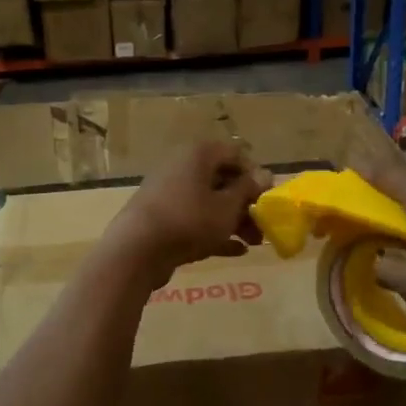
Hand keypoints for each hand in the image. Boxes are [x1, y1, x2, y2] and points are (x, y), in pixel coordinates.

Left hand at [105, 141, 271, 282]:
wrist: (137, 251)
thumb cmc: (189, 220)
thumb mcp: (227, 206)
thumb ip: (247, 190)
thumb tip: (265, 175)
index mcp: (198, 155)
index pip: (234, 153)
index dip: (254, 173)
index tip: (268, 197)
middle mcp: (181, 168)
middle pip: (221, 180)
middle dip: (246, 203)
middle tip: (264, 225)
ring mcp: (169, 194)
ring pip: (209, 203)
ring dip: (234, 221)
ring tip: (254, 243)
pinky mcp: (161, 219)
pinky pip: (194, 221)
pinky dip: (214, 232)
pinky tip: (237, 251)